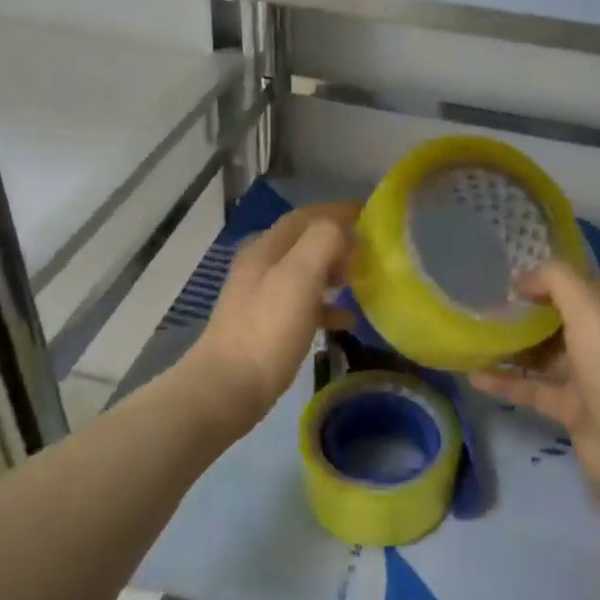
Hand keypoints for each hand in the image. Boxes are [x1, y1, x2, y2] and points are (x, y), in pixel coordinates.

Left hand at [193, 202, 359, 424]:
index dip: (337, 212)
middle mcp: (261, 266)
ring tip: (364, 283)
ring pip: (306, 274)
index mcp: (265, 248)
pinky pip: (304, 305)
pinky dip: (327, 306)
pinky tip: (347, 321)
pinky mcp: (267, 326)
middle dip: (339, 242)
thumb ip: (322, 243)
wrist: (228, 388)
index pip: (306, 217)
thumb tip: (342, 228)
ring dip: (335, 273)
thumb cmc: (267, 329)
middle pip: (305, 243)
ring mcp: (262, 298)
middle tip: (371, 253)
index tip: (371, 215)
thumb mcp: (298, 277)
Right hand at [470, 261, 599, 496]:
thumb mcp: (587, 306)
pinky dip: (508, 382)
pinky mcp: (574, 409)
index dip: (548, 283)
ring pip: (547, 356)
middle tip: (489, 311)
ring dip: (515, 348)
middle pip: (562, 321)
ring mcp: (592, 378)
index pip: (581, 288)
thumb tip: (522, 280)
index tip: (510, 285)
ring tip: (478, 340)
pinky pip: (535, 388)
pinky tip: (476, 376)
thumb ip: (555, 280)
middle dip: (527, 315)